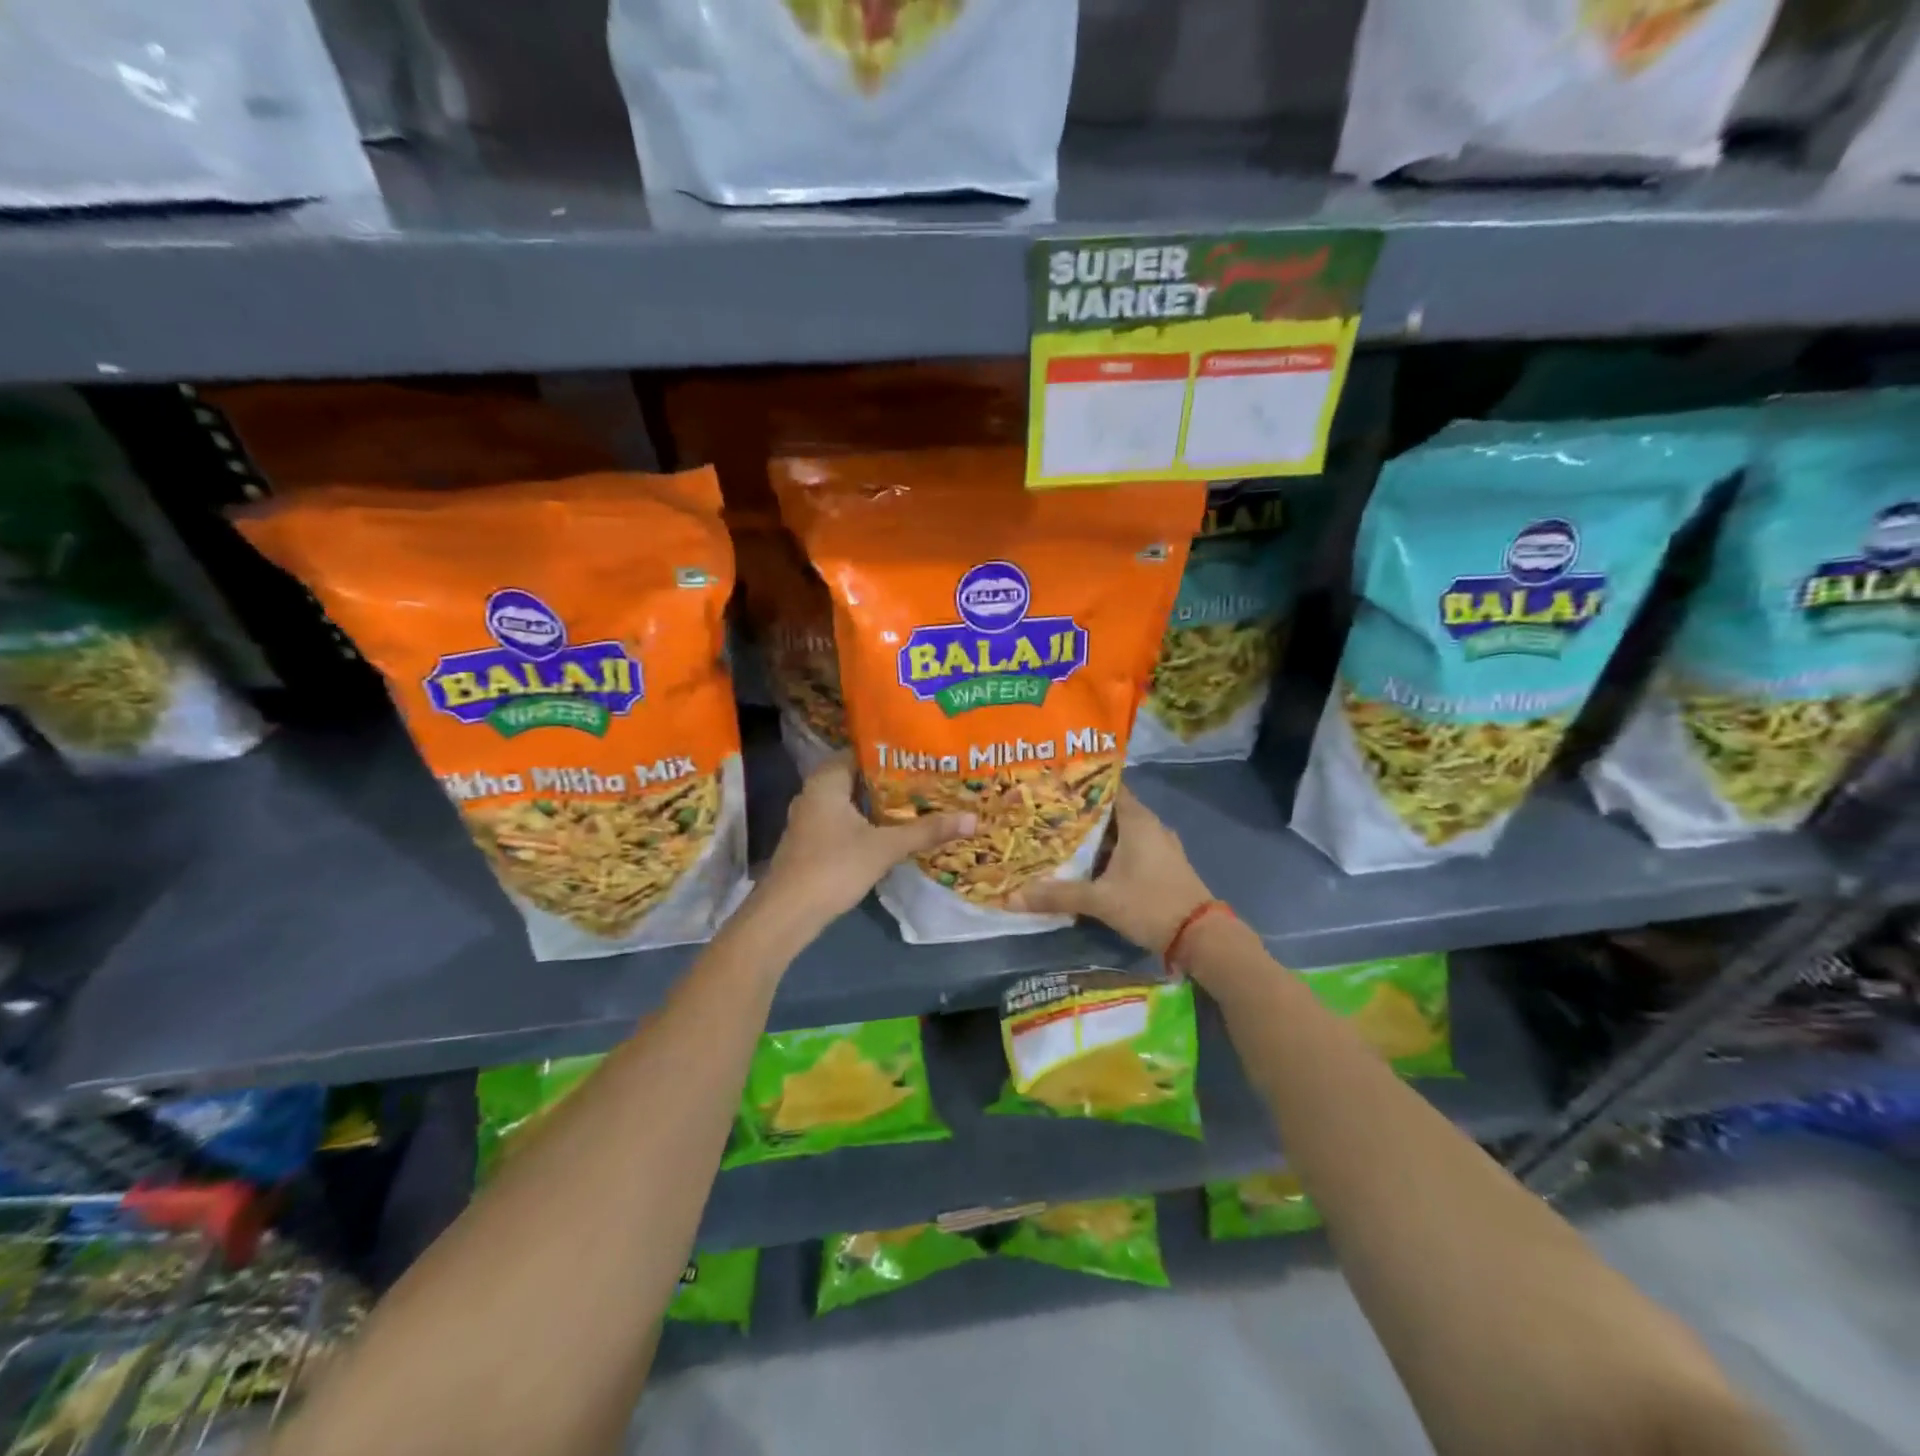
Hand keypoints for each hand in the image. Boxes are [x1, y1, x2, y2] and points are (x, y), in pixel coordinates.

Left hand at [760, 754, 975, 927]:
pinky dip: (866, 822)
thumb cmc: (833, 867)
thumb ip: (926, 831)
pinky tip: (891, 831)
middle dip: (890, 780)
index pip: (860, 752)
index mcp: (826, 781)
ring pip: (850, 802)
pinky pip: (844, 821)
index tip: (921, 754)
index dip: (891, 752)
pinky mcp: (811, 842)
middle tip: (927, 778)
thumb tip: (972, 818)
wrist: (787, 914)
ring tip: (917, 802)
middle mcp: (813, 793)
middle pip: (857, 777)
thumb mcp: (885, 847)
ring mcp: (809, 819)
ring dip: (878, 804)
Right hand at [1009, 787, 1213, 952]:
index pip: (1108, 787)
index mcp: (1137, 820)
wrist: (1201, 937)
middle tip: (1047, 813)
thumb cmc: (1151, 904)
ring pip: (1120, 832)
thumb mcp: (1100, 900)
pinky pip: (1130, 849)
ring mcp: (1160, 847)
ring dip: (1095, 835)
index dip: (1081, 784)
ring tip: (1059, 836)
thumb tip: (1012, 897)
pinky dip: (1109, 852)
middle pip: (1110, 810)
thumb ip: (1058, 895)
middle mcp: (1150, 826)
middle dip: (1081, 813)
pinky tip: (1087, 863)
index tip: (1053, 783)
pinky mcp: (1163, 866)